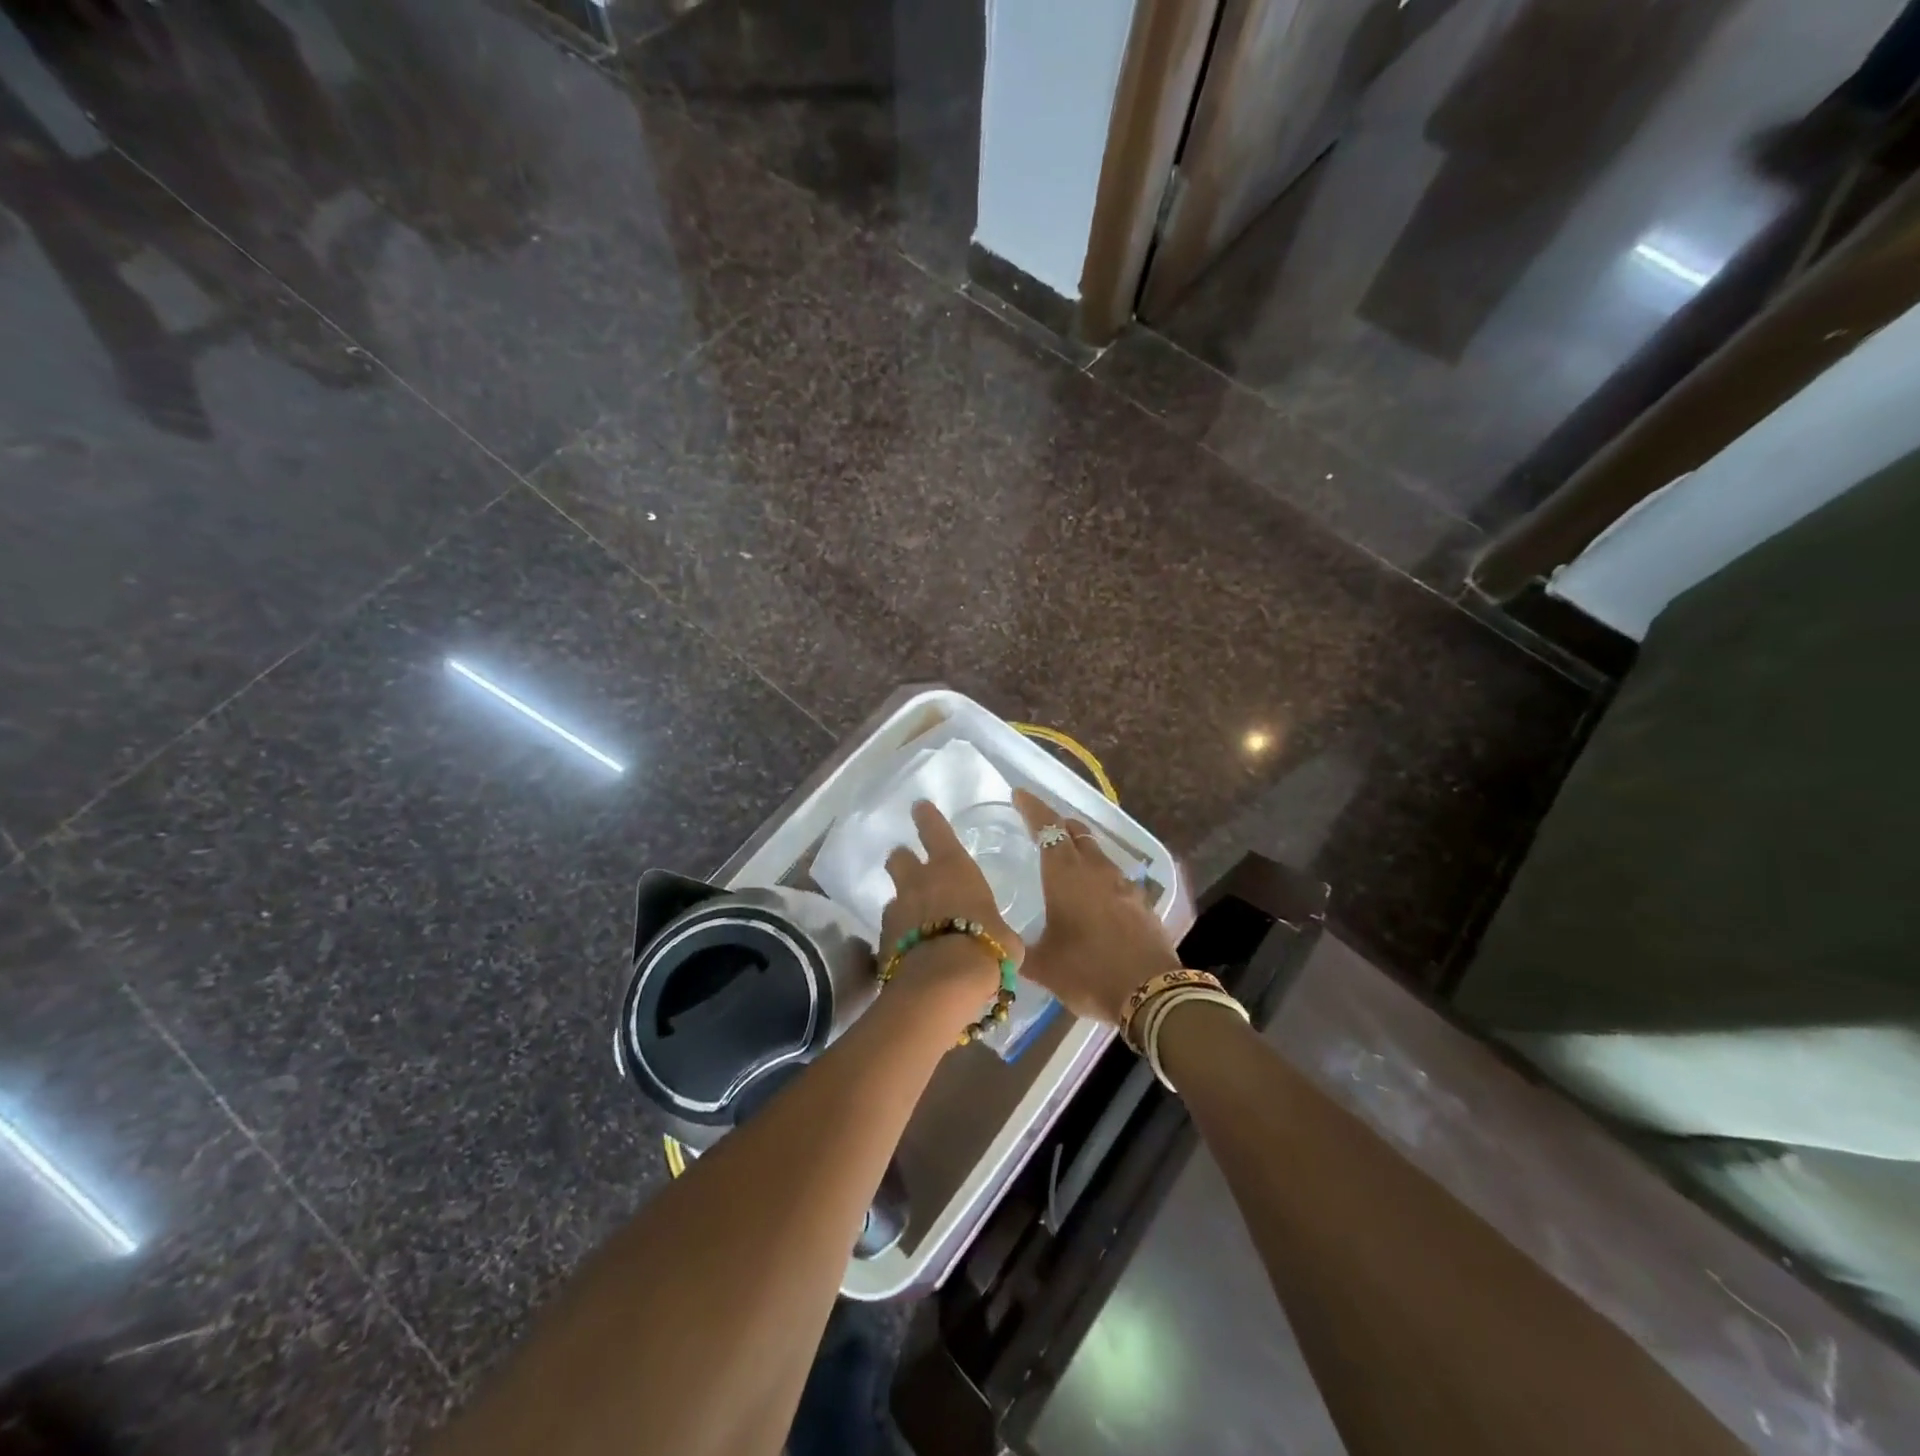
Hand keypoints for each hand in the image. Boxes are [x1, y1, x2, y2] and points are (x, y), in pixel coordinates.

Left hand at [879, 801, 1023, 1003]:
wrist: (942, 984)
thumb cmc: (985, 948)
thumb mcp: (1005, 939)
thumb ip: (996, 931)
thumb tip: (1000, 941)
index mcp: (952, 868)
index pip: (935, 829)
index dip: (927, 817)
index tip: (919, 807)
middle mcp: (918, 882)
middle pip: (898, 858)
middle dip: (903, 861)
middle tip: (912, 870)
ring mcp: (896, 911)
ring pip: (893, 898)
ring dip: (903, 906)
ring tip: (916, 925)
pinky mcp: (882, 941)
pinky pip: (889, 933)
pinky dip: (898, 939)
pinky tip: (910, 954)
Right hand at [1014, 789, 1180, 1024]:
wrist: (1150, 992)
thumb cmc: (1088, 971)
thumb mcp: (1043, 965)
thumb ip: (1019, 950)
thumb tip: (1003, 945)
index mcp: (1066, 874)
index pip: (1047, 827)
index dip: (1032, 808)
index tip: (1020, 794)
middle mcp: (1096, 869)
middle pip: (1076, 832)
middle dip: (1058, 824)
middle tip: (1041, 826)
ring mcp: (1123, 883)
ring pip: (1097, 852)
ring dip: (1080, 848)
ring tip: (1066, 859)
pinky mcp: (1141, 901)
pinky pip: (1114, 876)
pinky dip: (1099, 875)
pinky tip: (1094, 894)